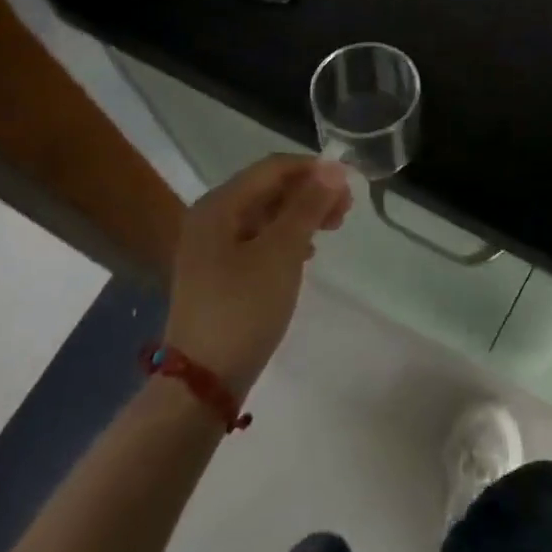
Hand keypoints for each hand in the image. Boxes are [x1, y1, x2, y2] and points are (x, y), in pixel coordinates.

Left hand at [163, 155, 350, 398]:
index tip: (349, 184)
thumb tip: (333, 168)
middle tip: (346, 210)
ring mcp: (211, 247)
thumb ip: (308, 206)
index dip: (313, 169)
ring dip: (300, 215)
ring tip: (333, 228)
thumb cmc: (243, 308)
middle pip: (268, 189)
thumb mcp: (281, 252)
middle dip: (309, 193)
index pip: (273, 168)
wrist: (202, 383)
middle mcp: (211, 217)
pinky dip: (285, 238)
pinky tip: (306, 254)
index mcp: (219, 205)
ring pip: (265, 215)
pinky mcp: (218, 273)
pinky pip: (257, 240)